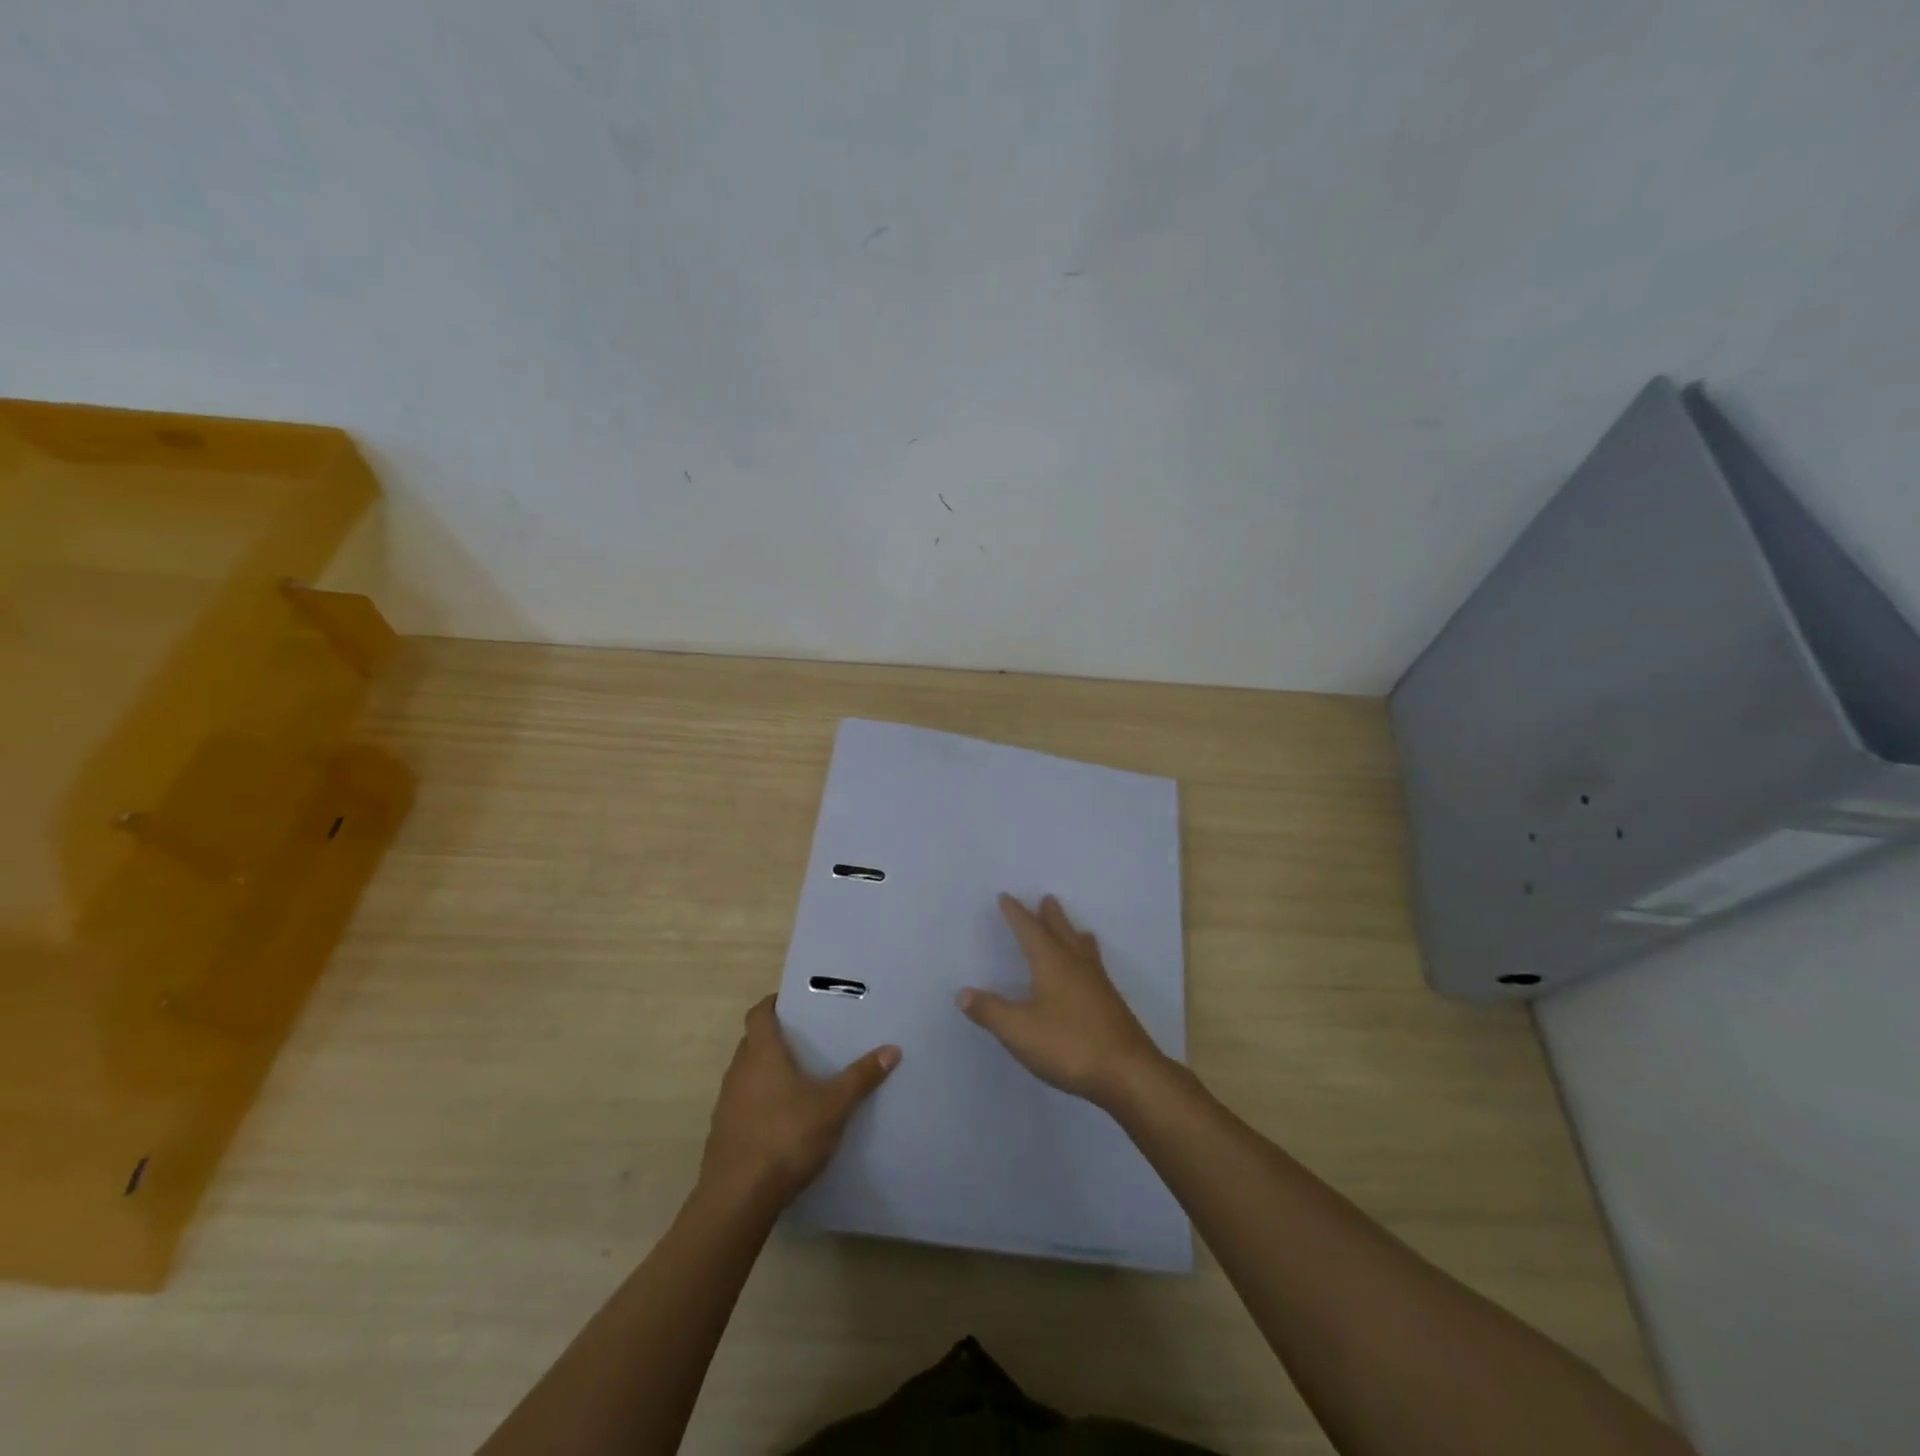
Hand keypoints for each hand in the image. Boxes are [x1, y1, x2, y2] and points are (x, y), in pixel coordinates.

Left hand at [699, 996, 898, 1208]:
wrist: (738, 1199)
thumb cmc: (786, 1137)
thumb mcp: (833, 1106)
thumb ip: (861, 1077)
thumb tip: (892, 1049)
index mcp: (762, 1053)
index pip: (759, 1013)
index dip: (774, 1004)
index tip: (795, 1003)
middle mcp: (739, 1071)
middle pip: (753, 1042)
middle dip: (777, 1038)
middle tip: (808, 1040)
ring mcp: (727, 1104)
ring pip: (747, 1074)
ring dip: (767, 1072)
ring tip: (800, 1079)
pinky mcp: (723, 1133)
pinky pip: (744, 1104)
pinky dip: (761, 1102)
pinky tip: (784, 1119)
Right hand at [958, 894, 1167, 1110]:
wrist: (1128, 1073)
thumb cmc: (1069, 1045)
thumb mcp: (1019, 1030)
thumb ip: (990, 1011)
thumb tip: (963, 993)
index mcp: (1052, 963)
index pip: (1030, 930)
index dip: (1016, 914)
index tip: (1006, 897)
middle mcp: (1076, 966)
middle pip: (1062, 932)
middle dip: (1050, 916)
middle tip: (1047, 898)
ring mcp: (1098, 985)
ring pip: (1083, 949)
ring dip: (1073, 934)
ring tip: (1075, 929)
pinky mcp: (1111, 1005)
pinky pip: (1095, 968)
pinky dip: (1087, 958)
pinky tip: (1090, 974)